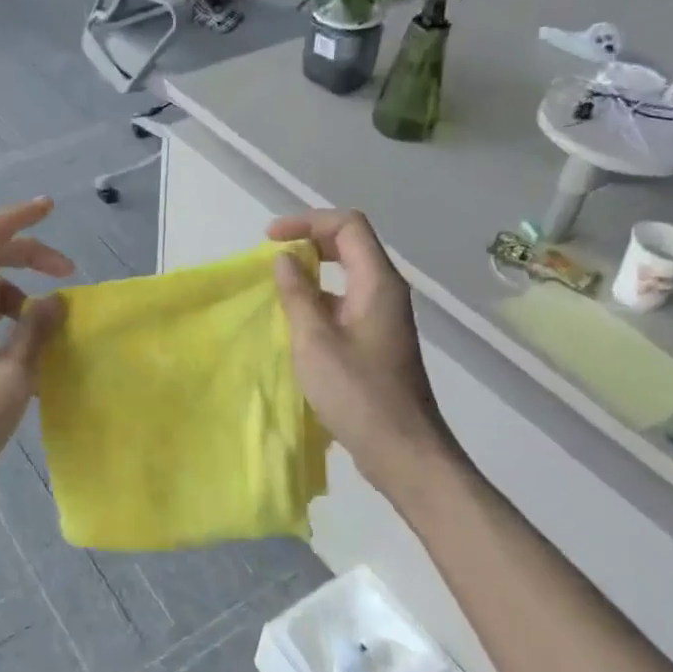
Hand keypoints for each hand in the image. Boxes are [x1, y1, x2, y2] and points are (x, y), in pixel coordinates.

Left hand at [0, 199, 71, 513]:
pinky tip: (32, 354)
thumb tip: (55, 302)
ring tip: (54, 328)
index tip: (51, 208)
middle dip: (28, 259)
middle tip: (69, 274)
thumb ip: (35, 334)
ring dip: (22, 300)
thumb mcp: (10, 380)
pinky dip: (10, 327)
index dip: (15, 220)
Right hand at [268, 210, 460, 497]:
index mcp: (378, 283)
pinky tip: (295, 321)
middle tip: (272, 255)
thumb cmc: (357, 393)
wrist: (401, 449)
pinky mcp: (377, 340)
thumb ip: (298, 295)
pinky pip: (347, 302)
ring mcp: (384, 317)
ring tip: (277, 286)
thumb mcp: (316, 341)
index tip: (270, 239)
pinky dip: (320, 299)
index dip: (307, 222)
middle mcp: (386, 292)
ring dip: (313, 272)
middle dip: (310, 241)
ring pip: (348, 275)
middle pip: (350, 244)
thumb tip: (284, 259)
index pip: (348, 226)